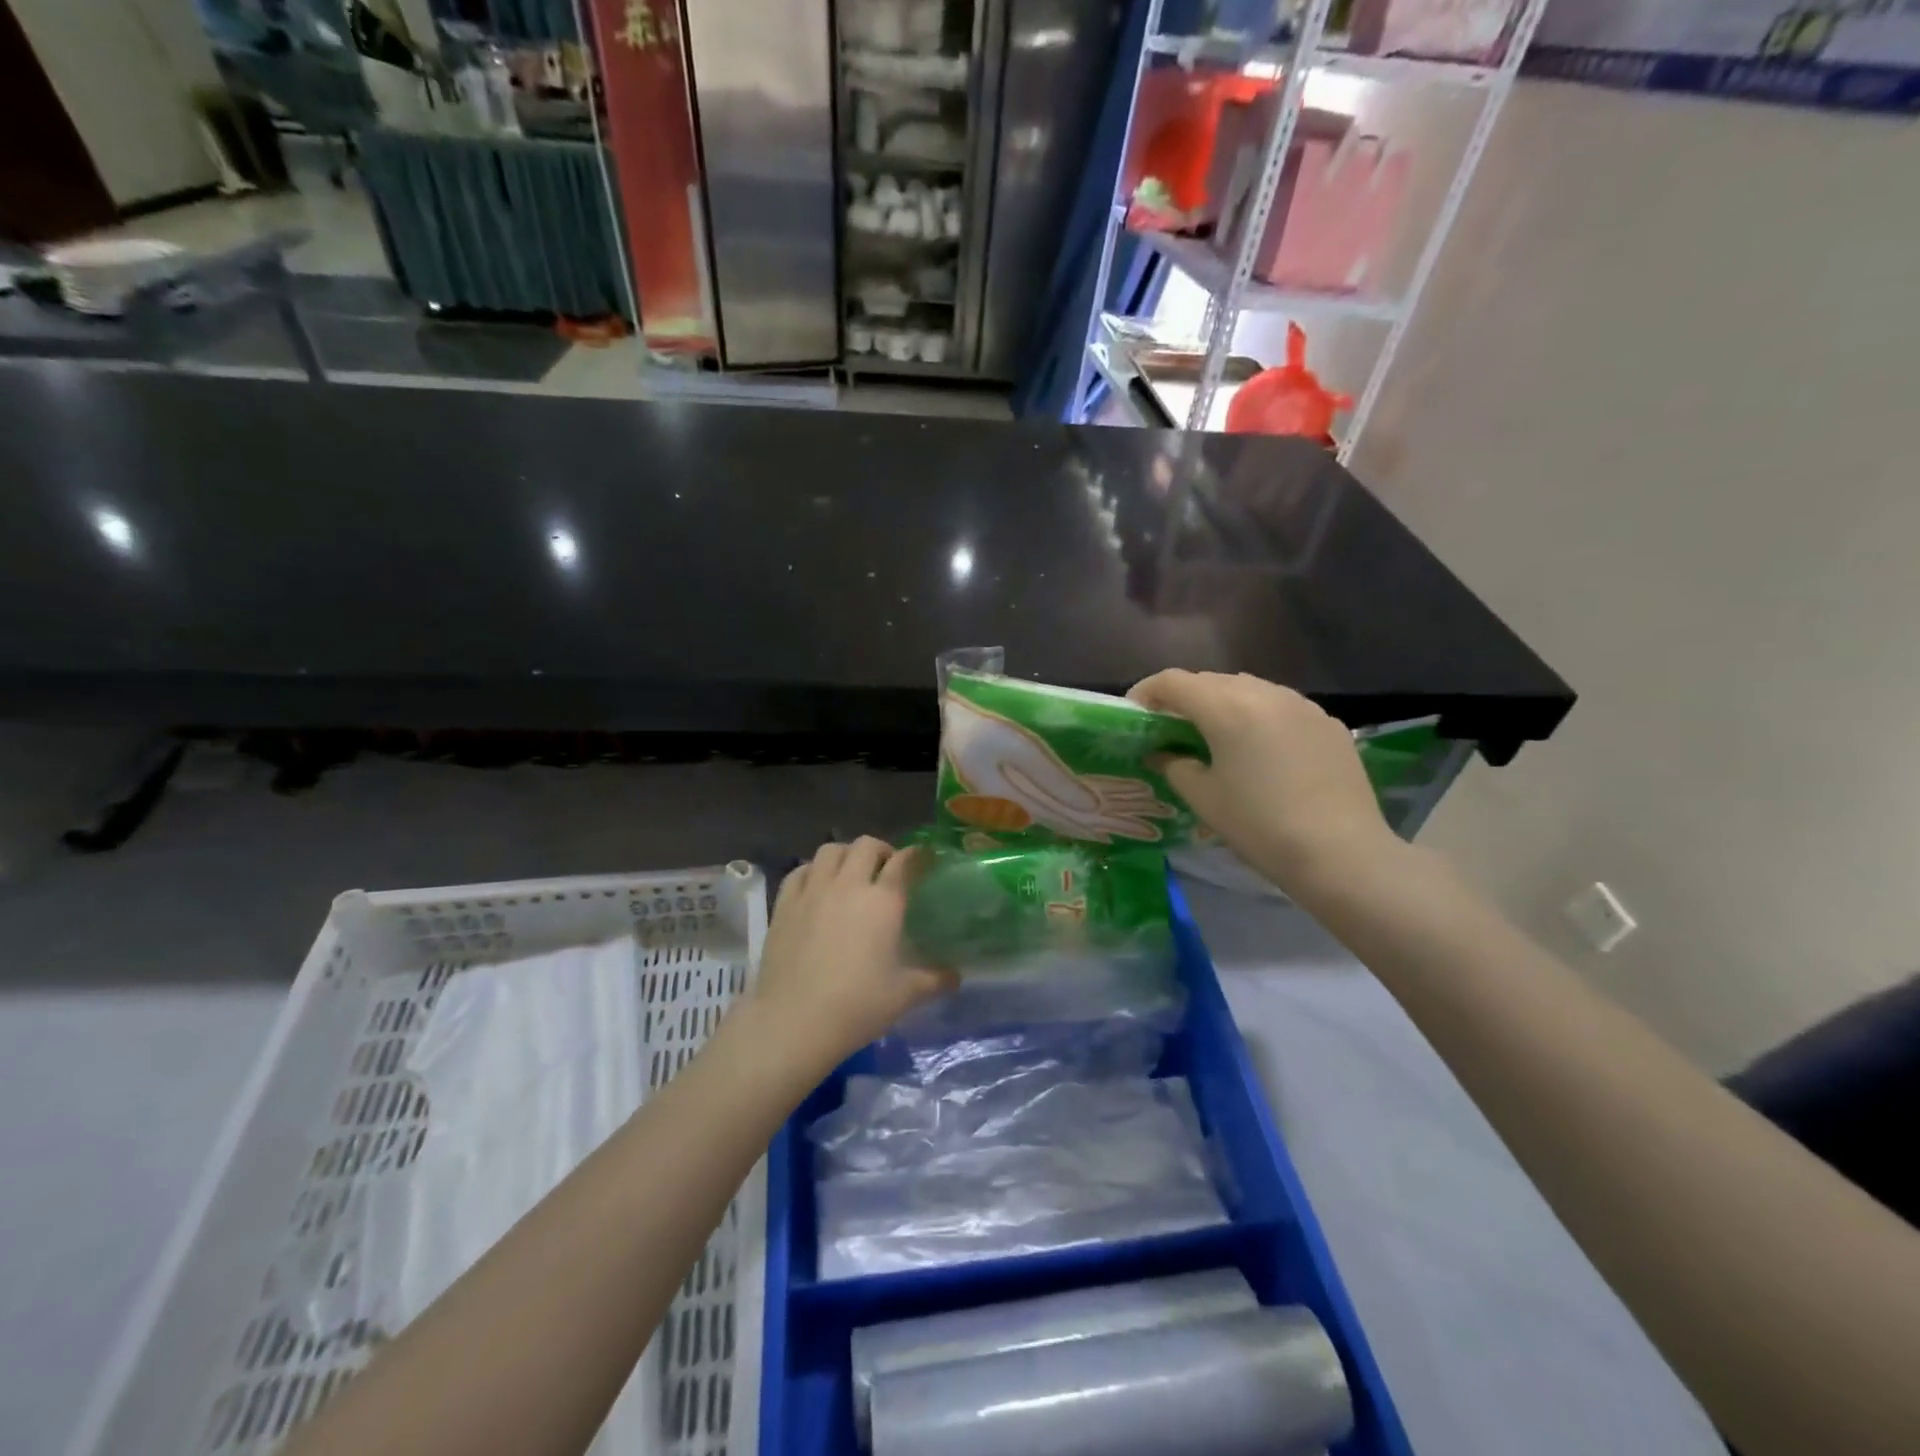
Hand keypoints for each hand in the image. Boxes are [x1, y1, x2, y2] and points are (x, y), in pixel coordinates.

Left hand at [751, 838, 957, 1067]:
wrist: (793, 1021)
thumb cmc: (857, 1006)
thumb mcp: (905, 995)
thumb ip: (935, 980)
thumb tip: (956, 977)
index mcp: (883, 901)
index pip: (904, 861)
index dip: (917, 856)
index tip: (924, 859)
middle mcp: (849, 885)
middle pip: (866, 845)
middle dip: (881, 850)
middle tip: (887, 869)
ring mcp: (813, 891)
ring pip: (830, 850)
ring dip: (846, 854)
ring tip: (851, 872)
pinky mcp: (784, 904)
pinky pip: (800, 870)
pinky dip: (813, 870)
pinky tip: (817, 886)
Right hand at [1130, 670, 1398, 890]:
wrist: (1341, 853)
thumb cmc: (1260, 825)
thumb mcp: (1203, 798)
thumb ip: (1174, 766)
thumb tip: (1162, 753)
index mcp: (1226, 707)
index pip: (1173, 681)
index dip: (1146, 692)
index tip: (1133, 713)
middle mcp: (1263, 692)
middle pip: (1210, 681)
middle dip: (1183, 698)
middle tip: (1169, 728)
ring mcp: (1300, 704)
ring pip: (1248, 690)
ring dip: (1222, 704)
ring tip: (1214, 736)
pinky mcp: (1326, 722)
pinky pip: (1279, 706)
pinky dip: (1257, 717)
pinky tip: (1259, 750)